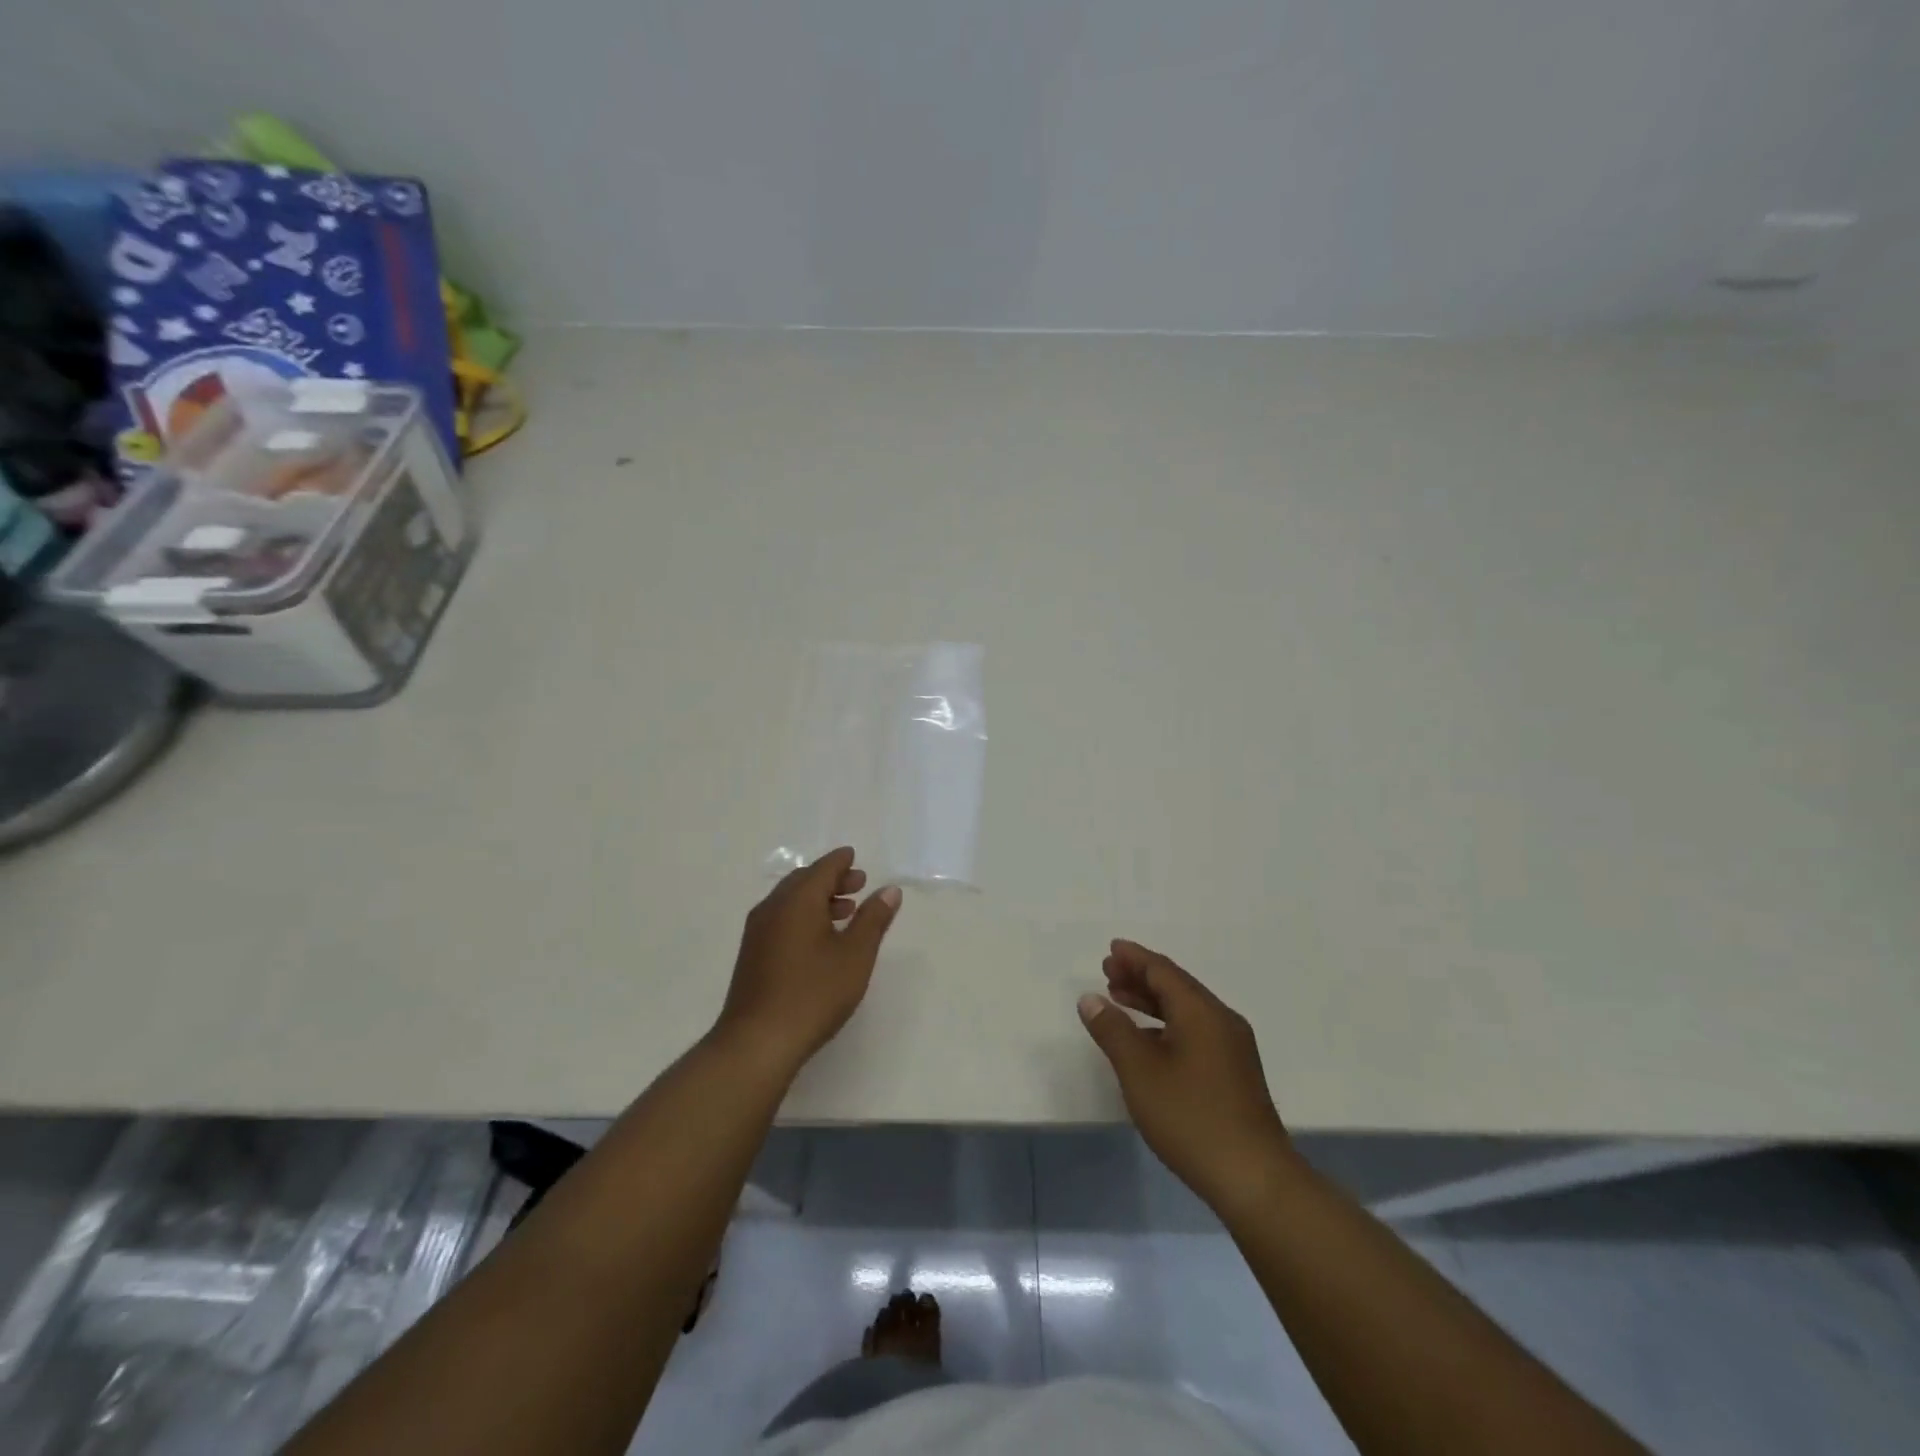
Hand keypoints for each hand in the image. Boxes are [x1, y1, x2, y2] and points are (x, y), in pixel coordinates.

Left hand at [716, 847, 901, 1078]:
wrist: (757, 1041)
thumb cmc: (814, 993)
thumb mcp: (855, 955)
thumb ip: (873, 919)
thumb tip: (889, 890)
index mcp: (798, 900)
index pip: (822, 868)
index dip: (841, 862)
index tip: (854, 858)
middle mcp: (773, 908)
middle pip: (804, 881)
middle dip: (831, 880)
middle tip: (858, 885)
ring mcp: (758, 932)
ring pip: (790, 901)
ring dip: (817, 899)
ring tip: (845, 912)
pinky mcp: (752, 955)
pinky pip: (781, 919)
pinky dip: (802, 916)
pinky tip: (819, 939)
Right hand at [1078, 940, 1292, 1210]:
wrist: (1254, 1179)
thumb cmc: (1191, 1117)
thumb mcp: (1140, 1071)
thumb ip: (1113, 1030)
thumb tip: (1091, 998)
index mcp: (1201, 1012)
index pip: (1163, 971)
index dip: (1135, 958)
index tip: (1111, 950)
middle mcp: (1221, 1021)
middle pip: (1177, 986)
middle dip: (1141, 977)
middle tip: (1108, 973)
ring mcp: (1232, 1048)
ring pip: (1186, 1010)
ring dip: (1152, 1001)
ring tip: (1120, 1000)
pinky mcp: (1234, 1073)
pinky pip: (1195, 1031)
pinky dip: (1166, 1024)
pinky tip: (1148, 1041)